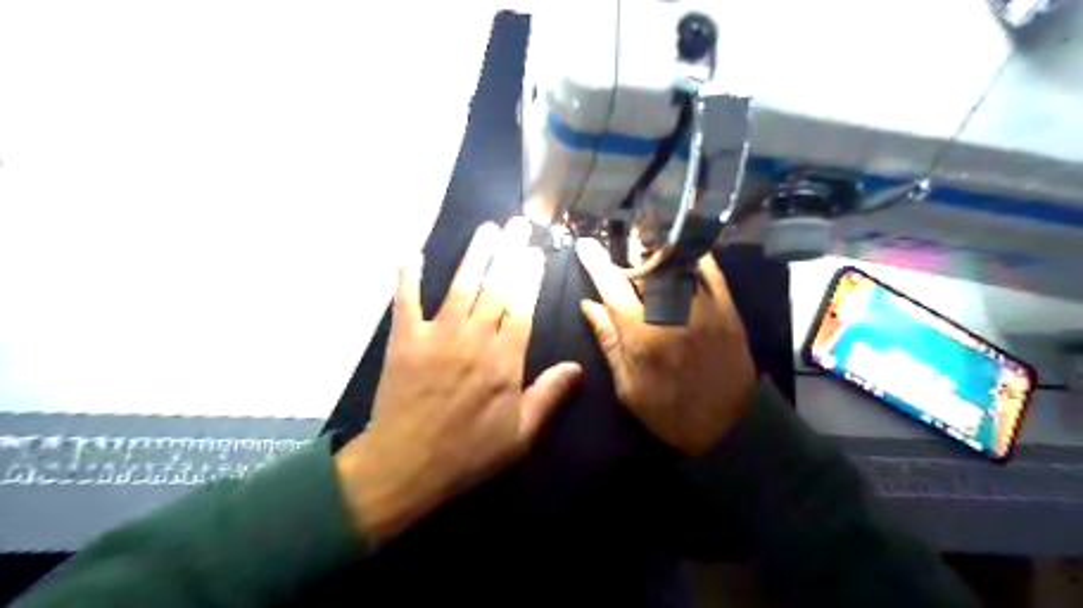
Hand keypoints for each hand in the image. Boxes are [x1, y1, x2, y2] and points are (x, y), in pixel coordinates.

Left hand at [337, 220, 584, 539]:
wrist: (406, 465)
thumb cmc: (468, 453)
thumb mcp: (521, 435)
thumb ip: (549, 396)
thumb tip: (577, 367)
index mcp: (504, 360)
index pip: (522, 308)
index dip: (530, 278)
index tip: (536, 253)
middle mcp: (474, 339)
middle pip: (496, 288)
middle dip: (509, 253)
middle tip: (518, 224)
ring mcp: (437, 336)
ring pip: (460, 286)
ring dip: (474, 255)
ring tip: (487, 229)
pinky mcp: (405, 340)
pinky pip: (406, 301)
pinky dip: (408, 276)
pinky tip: (412, 253)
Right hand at [574, 236, 754, 454]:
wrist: (727, 427)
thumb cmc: (668, 412)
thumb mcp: (627, 385)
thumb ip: (609, 341)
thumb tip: (589, 305)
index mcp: (643, 335)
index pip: (613, 288)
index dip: (596, 263)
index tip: (584, 245)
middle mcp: (673, 313)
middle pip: (645, 268)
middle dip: (627, 260)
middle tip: (620, 266)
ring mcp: (704, 307)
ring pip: (677, 263)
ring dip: (655, 255)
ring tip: (645, 257)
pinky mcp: (727, 308)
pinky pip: (710, 270)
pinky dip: (691, 257)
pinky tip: (679, 256)